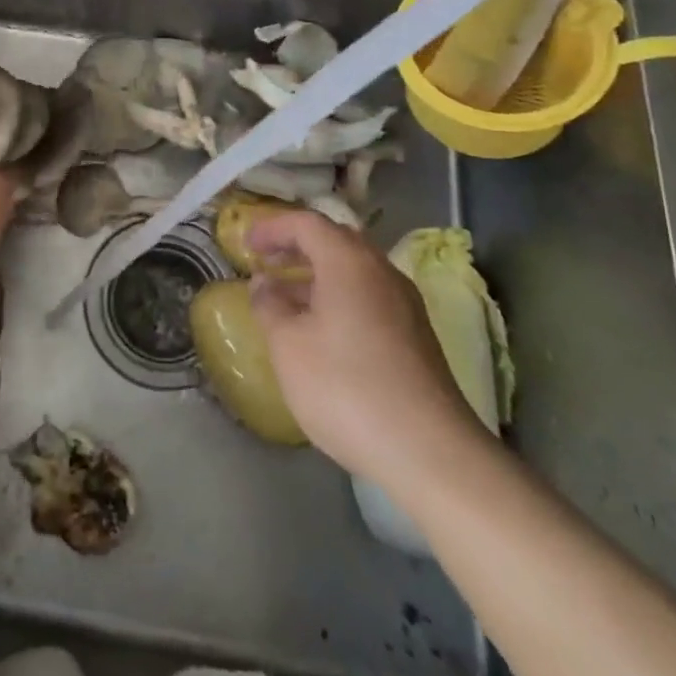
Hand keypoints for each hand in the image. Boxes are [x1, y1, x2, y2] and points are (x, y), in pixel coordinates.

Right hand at [247, 211, 482, 485]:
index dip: (272, 228)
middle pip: (335, 241)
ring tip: (286, 299)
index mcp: (348, 261)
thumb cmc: (346, 387)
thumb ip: (269, 305)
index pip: (306, 223)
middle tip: (266, 262)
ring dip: (317, 275)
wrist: (429, 452)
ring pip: (354, 271)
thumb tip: (264, 283)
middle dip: (297, 246)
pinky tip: (321, 331)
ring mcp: (405, 304)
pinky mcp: (416, 336)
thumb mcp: (288, 345)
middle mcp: (381, 271)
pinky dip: (339, 298)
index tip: (245, 244)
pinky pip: (369, 297)